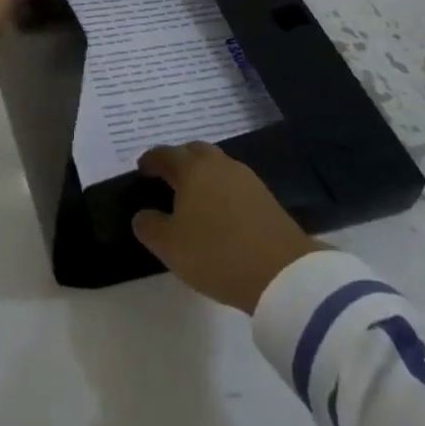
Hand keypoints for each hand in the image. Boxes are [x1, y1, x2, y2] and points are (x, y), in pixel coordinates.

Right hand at [131, 141, 325, 312]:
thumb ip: (149, 227)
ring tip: (194, 195)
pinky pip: (234, 183)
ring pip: (217, 165)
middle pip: (194, 151)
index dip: (150, 160)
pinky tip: (220, 210)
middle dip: (179, 160)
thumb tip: (142, 215)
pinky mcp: (266, 197)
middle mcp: (219, 164)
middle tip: (168, 178)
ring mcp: (246, 178)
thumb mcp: (170, 247)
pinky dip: (222, 189)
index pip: (165, 154)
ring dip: (203, 174)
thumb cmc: (217, 253)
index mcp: (192, 169)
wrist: (282, 273)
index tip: (142, 170)